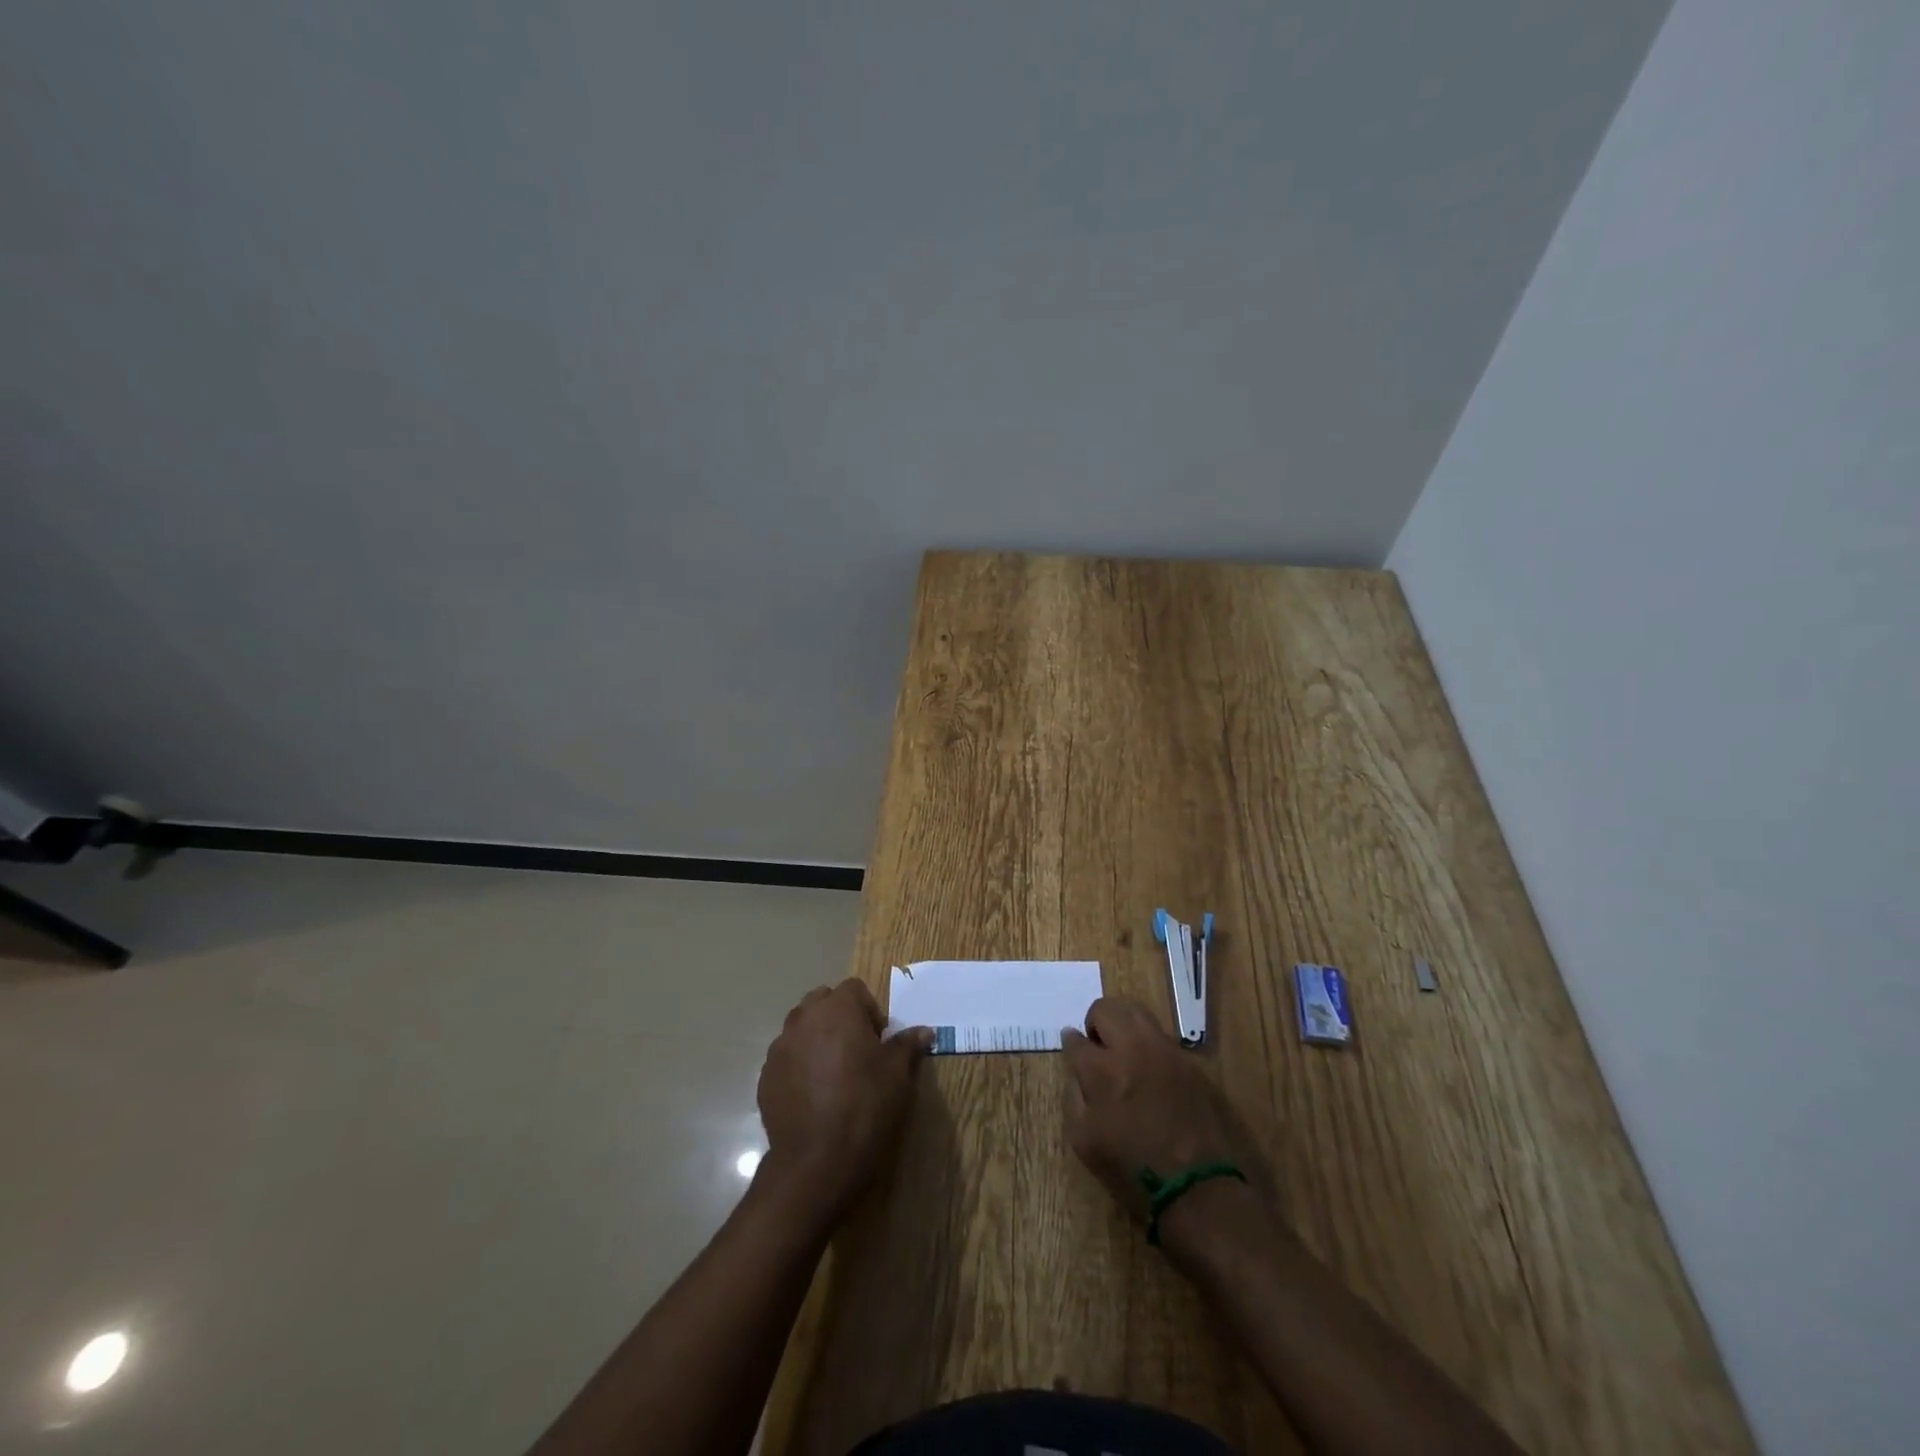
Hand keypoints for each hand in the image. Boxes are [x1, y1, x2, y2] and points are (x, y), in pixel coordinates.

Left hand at [756, 979, 931, 1224]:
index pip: (854, 989)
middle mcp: (803, 1019)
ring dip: (817, 1039)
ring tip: (833, 1074)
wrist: (815, 1160)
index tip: (878, 1040)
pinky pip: (786, 1059)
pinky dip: (799, 1066)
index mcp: (837, 1009)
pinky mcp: (765, 1077)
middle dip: (839, 1018)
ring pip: (801, 1029)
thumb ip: (907, 1045)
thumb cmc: (864, 1106)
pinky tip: (814, 1096)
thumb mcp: (897, 1075)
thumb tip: (924, 1031)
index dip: (869, 1010)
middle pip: (822, 1002)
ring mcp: (780, 1048)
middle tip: (857, 1051)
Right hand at [1062, 997, 1252, 1223]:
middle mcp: (1132, 1049)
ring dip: (1122, 1023)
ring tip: (1122, 1050)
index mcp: (1102, 1071)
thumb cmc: (1134, 1172)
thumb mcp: (1085, 1143)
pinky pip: (1160, 1035)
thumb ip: (1074, 1098)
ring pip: (1136, 1011)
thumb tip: (1076, 1073)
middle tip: (1097, 1047)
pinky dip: (1147, 1041)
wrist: (1198, 1188)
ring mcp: (1164, 1051)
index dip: (1070, 1044)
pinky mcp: (1188, 1062)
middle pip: (1106, 1008)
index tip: (1073, 1050)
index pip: (1076, 1040)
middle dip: (1094, 1023)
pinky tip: (1148, 1068)